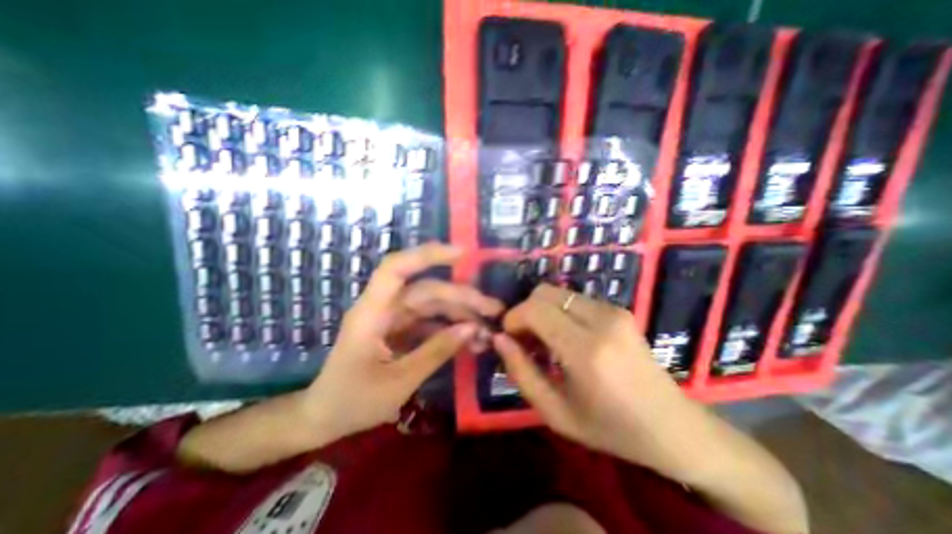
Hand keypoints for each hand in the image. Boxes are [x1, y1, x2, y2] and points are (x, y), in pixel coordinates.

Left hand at [305, 243, 500, 439]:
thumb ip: (436, 351)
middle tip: (494, 309)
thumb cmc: (353, 401)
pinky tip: (471, 340)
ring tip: (488, 329)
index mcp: (372, 313)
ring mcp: (394, 319)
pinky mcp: (401, 330)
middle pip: (427, 290)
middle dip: (462, 297)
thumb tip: (472, 328)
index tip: (462, 254)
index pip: (396, 268)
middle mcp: (384, 308)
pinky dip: (451, 329)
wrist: (326, 418)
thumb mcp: (399, 381)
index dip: (427, 255)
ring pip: (433, 305)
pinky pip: (431, 322)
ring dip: (461, 314)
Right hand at [494, 286, 701, 477]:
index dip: (513, 318)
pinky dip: (559, 311)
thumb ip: (521, 372)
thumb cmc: (610, 428)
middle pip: (543, 292)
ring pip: (558, 292)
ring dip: (542, 310)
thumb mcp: (555, 412)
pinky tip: (565, 336)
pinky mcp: (618, 309)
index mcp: (586, 350)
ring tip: (545, 339)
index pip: (534, 309)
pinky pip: (574, 299)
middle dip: (525, 310)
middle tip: (525, 339)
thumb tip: (499, 339)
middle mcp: (601, 320)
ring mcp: (613, 310)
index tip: (508, 337)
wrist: (672, 425)